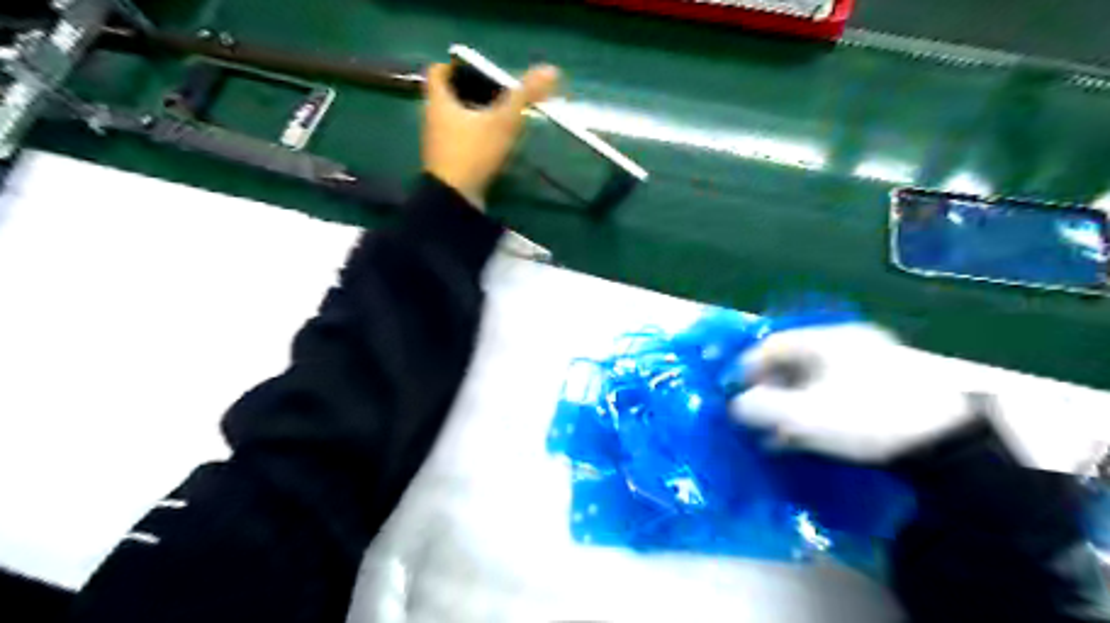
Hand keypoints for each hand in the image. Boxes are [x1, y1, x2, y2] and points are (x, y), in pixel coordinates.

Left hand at [422, 61, 560, 209]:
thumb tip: (550, 70)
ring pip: (454, 121)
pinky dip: (473, 139)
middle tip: (495, 93)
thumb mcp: (502, 122)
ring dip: (472, 117)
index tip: (479, 71)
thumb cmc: (473, 154)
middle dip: (469, 92)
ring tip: (498, 118)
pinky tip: (493, 145)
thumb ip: (524, 96)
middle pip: (447, 97)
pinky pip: (459, 143)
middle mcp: (433, 120)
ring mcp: (438, 145)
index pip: (437, 72)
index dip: (455, 66)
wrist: (455, 201)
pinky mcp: (447, 166)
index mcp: (439, 103)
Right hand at [731, 327, 973, 461]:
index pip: (773, 345)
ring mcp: (870, 364)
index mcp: (828, 339)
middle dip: (769, 391)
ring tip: (777, 434)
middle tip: (756, 417)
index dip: (747, 368)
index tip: (735, 394)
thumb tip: (736, 405)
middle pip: (793, 362)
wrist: (947, 445)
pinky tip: (805, 435)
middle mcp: (848, 344)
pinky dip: (814, 410)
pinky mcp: (886, 388)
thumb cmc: (865, 418)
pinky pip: (835, 392)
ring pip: (813, 380)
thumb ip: (761, 408)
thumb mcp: (804, 415)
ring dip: (790, 405)